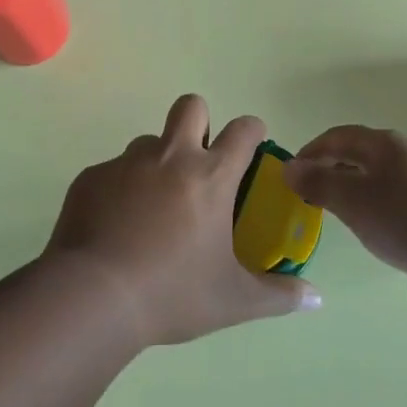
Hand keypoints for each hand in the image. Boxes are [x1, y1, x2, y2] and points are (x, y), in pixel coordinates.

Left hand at [46, 94, 320, 346]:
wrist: (92, 297)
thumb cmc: (172, 293)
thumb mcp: (233, 300)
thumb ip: (278, 296)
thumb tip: (316, 298)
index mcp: (210, 177)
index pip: (243, 130)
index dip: (252, 130)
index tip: (253, 143)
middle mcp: (170, 157)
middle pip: (191, 106)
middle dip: (200, 122)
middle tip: (199, 162)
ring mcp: (126, 163)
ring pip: (149, 141)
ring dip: (158, 161)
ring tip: (153, 206)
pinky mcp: (91, 178)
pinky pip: (112, 171)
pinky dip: (120, 190)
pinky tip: (115, 227)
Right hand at [284, 125, 406, 285]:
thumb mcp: (356, 204)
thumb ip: (320, 185)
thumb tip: (289, 166)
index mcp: (381, 144)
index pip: (336, 137)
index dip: (311, 152)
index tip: (292, 174)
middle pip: (362, 153)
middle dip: (336, 170)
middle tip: (315, 197)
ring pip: (386, 174)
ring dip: (362, 188)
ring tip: (350, 216)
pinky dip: (387, 204)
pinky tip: (392, 230)